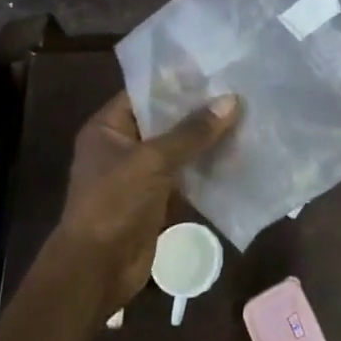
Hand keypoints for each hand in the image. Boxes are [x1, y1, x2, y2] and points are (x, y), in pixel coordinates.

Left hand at [51, 90, 240, 317]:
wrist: (96, 272)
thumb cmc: (114, 204)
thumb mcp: (153, 161)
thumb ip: (192, 131)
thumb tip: (232, 100)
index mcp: (108, 128)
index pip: (145, 92)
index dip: (178, 80)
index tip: (214, 68)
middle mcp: (122, 146)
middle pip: (165, 120)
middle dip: (198, 110)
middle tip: (238, 90)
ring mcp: (139, 175)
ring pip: (178, 149)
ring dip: (206, 140)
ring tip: (245, 118)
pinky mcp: (155, 200)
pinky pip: (185, 176)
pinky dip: (206, 169)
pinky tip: (237, 156)